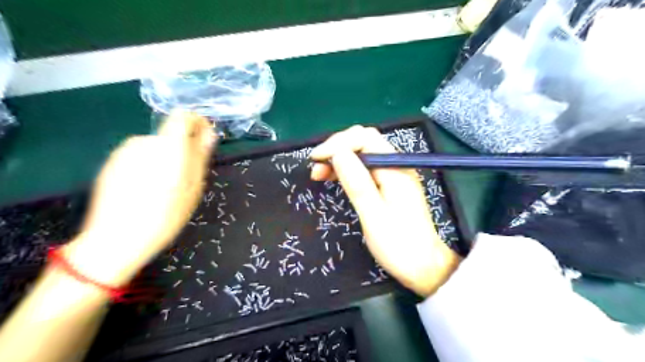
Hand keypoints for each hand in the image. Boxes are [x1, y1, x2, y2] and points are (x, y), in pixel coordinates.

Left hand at [62, 112, 214, 286]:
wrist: (116, 238)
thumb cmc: (165, 214)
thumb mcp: (193, 187)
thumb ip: (201, 156)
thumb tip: (209, 134)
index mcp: (168, 146)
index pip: (183, 116)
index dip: (197, 123)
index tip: (204, 140)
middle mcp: (144, 141)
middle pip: (171, 136)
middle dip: (183, 151)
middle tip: (186, 179)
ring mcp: (124, 152)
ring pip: (156, 147)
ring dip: (165, 160)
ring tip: (165, 189)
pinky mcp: (111, 163)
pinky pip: (140, 157)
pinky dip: (149, 167)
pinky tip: (146, 191)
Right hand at [309, 126, 460, 295]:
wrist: (424, 267)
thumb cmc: (399, 246)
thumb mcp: (374, 215)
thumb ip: (357, 182)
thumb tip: (338, 153)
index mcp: (395, 168)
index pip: (365, 138)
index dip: (337, 143)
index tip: (316, 159)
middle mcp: (396, 165)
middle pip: (363, 142)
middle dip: (337, 149)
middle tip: (316, 168)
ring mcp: (393, 174)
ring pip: (363, 154)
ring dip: (340, 159)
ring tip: (319, 174)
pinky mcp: (389, 185)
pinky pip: (366, 168)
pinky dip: (348, 170)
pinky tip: (335, 179)